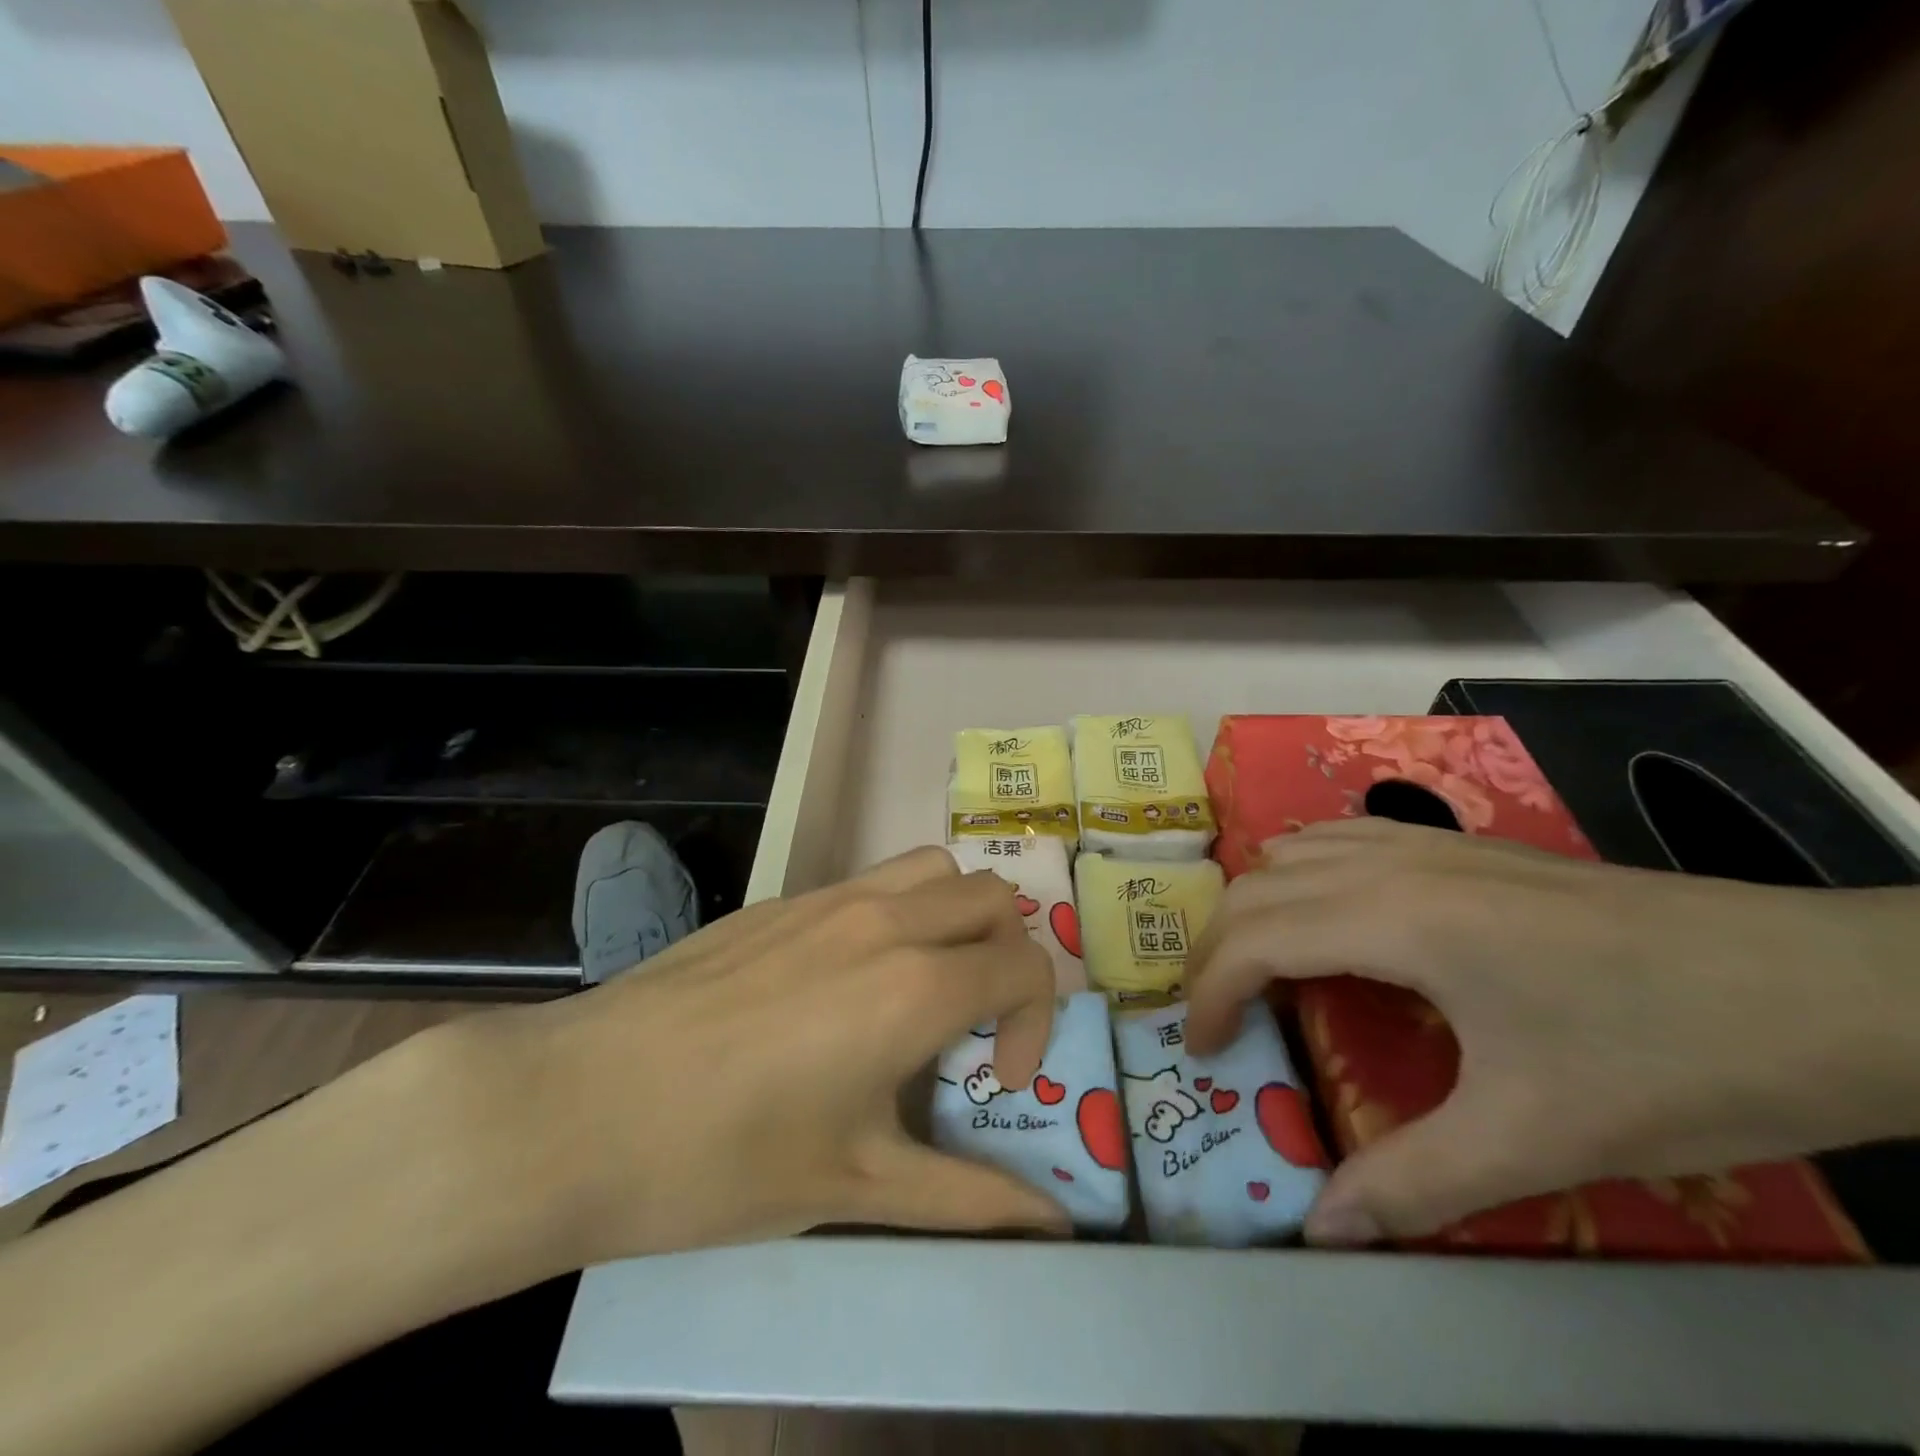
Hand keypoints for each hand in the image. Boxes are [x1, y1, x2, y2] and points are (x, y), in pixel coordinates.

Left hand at [451, 845, 1067, 1271]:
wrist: (580, 1106)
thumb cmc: (724, 1159)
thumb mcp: (856, 1186)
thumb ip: (968, 1199)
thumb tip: (1053, 1228)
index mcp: (914, 985)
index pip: (1025, 966)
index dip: (1035, 1024)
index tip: (995, 1081)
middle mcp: (885, 921)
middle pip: (993, 897)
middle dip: (1009, 956)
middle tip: (973, 1022)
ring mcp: (829, 898)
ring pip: (935, 868)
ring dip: (958, 914)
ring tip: (926, 981)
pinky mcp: (783, 899)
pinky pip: (872, 879)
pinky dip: (899, 911)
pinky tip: (847, 980)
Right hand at [1184, 819, 1919, 1245]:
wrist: (1838, 989)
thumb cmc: (1677, 1060)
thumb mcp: (1541, 1138)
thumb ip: (1414, 1182)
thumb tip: (1320, 1229)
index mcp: (1396, 919)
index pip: (1255, 938)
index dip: (1209, 992)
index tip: (1203, 1049)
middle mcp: (1393, 865)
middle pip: (1256, 888)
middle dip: (1215, 950)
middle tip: (1218, 1017)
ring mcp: (1430, 844)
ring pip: (1293, 850)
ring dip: (1256, 904)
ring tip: (1260, 966)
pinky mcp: (1465, 846)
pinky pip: (1344, 837)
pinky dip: (1303, 870)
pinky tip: (1330, 913)